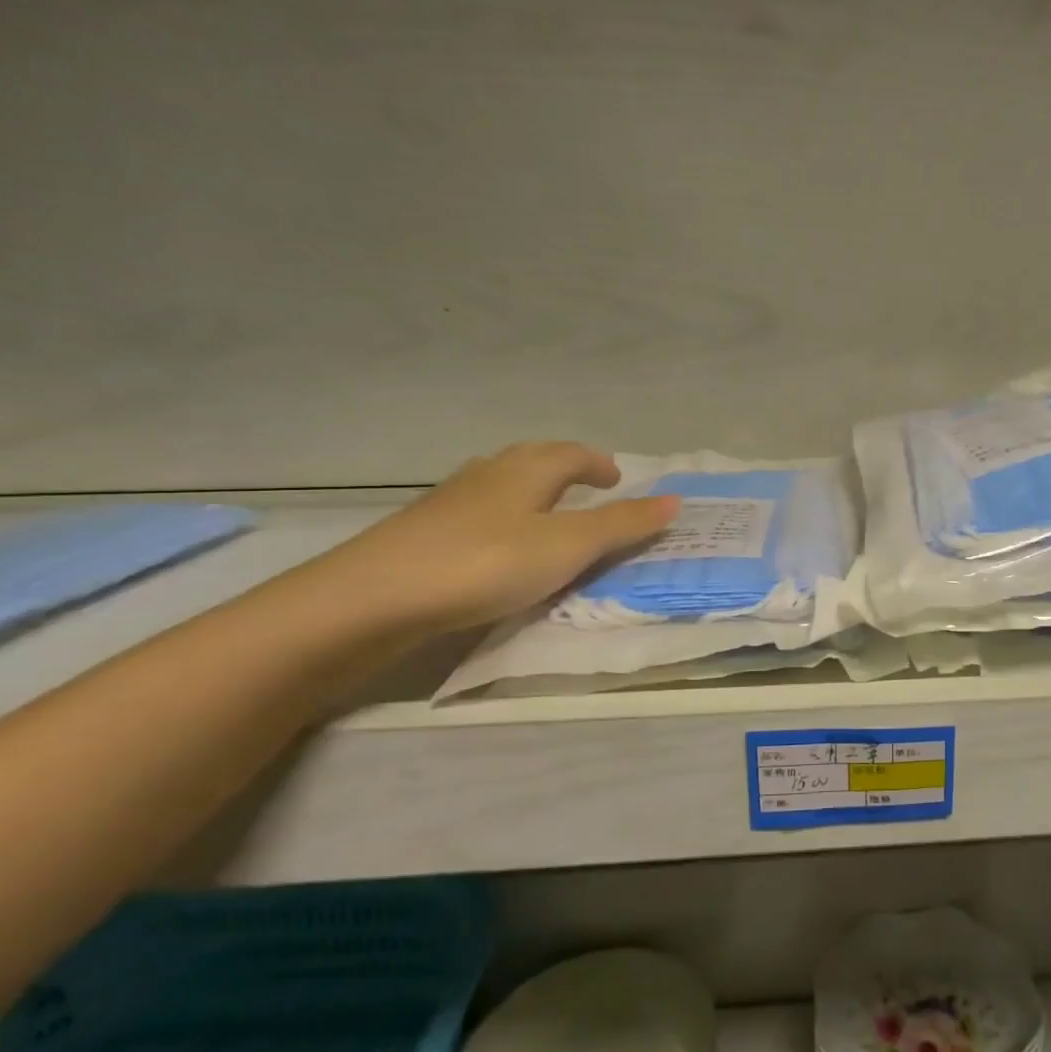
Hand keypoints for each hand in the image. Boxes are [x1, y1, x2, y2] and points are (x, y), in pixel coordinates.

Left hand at [311, 442, 677, 633]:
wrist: (376, 597)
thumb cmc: (487, 563)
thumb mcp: (568, 546)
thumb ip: (622, 525)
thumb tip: (675, 500)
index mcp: (527, 471)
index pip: (572, 453)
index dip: (598, 463)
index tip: (617, 479)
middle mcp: (488, 475)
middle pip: (532, 459)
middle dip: (564, 469)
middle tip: (587, 489)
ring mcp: (450, 501)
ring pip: (500, 483)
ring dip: (530, 491)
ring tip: (546, 514)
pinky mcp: (422, 531)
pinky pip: (476, 511)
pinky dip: (500, 517)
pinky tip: (496, 546)